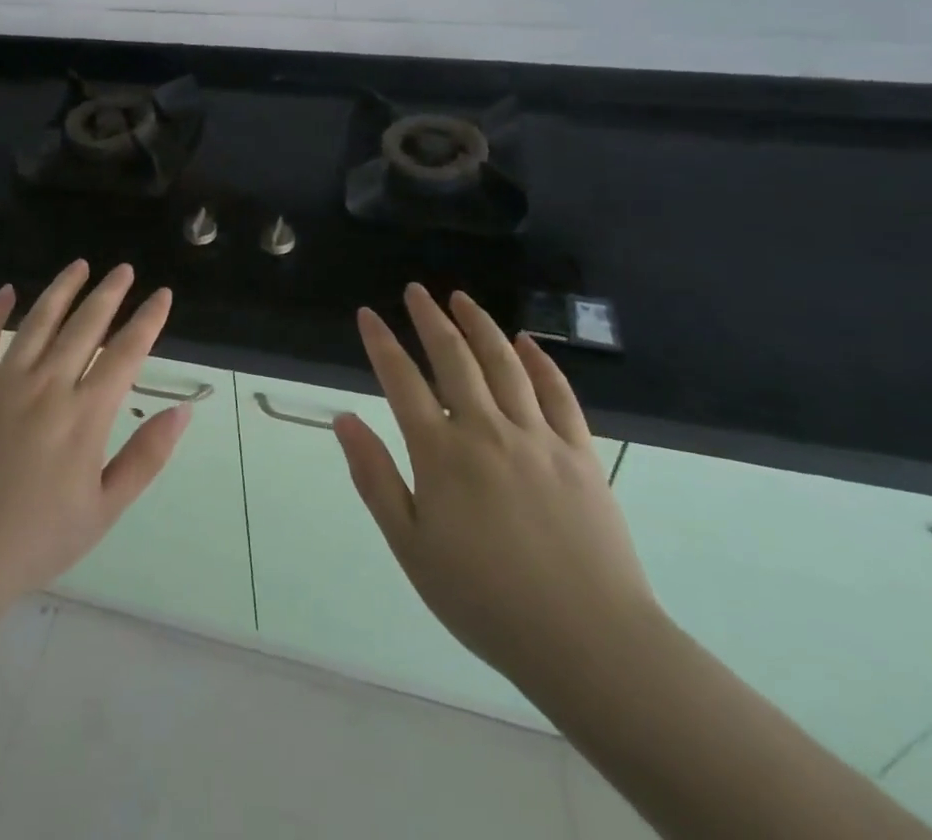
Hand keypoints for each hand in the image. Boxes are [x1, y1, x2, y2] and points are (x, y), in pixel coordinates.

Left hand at [0, 261, 188, 615]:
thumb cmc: (35, 541)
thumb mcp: (104, 509)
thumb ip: (146, 456)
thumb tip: (182, 410)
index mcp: (85, 414)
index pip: (126, 353)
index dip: (148, 320)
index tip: (162, 294)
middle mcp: (47, 385)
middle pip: (85, 325)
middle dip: (110, 293)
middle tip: (124, 269)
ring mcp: (1, 382)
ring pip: (38, 321)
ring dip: (62, 289)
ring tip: (79, 265)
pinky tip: (6, 292)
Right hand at [334, 284, 659, 695]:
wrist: (588, 642)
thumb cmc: (485, 600)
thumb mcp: (411, 546)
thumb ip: (375, 478)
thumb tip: (343, 419)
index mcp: (441, 453)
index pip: (401, 380)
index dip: (381, 342)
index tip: (367, 314)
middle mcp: (486, 430)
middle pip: (454, 357)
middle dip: (430, 318)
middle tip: (416, 290)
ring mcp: (537, 437)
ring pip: (504, 363)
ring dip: (480, 325)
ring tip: (461, 299)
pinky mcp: (579, 452)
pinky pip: (558, 393)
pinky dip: (540, 361)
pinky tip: (526, 342)